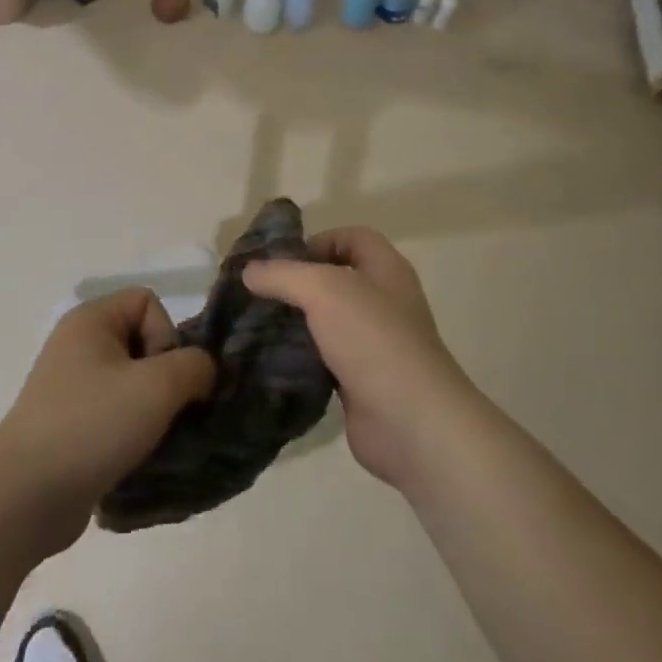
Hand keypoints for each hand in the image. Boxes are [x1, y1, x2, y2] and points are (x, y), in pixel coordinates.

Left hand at [0, 289, 216, 553]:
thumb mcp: (158, 387)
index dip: (166, 335)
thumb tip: (202, 372)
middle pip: (144, 342)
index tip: (161, 378)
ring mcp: (71, 386)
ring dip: (153, 410)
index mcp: (91, 320)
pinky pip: (116, 413)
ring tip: (152, 440)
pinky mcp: (70, 424)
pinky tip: (135, 458)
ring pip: (133, 382)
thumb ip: (195, 366)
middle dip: (164, 378)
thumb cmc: (92, 425)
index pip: (148, 302)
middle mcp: (78, 345)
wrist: (24, 497)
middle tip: (161, 412)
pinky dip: (133, 432)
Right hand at [244, 228, 476, 492]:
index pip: (352, 238)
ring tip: (255, 326)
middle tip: (257, 294)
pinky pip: (324, 359)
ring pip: (327, 322)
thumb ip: (284, 275)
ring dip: (295, 323)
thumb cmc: (373, 340)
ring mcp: (374, 344)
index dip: (318, 240)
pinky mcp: (360, 381)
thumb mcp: (323, 291)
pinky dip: (300, 359)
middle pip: (336, 280)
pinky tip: (271, 362)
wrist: (411, 423)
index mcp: (386, 270)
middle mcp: (384, 302)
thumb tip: (249, 271)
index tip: (281, 261)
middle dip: (297, 284)